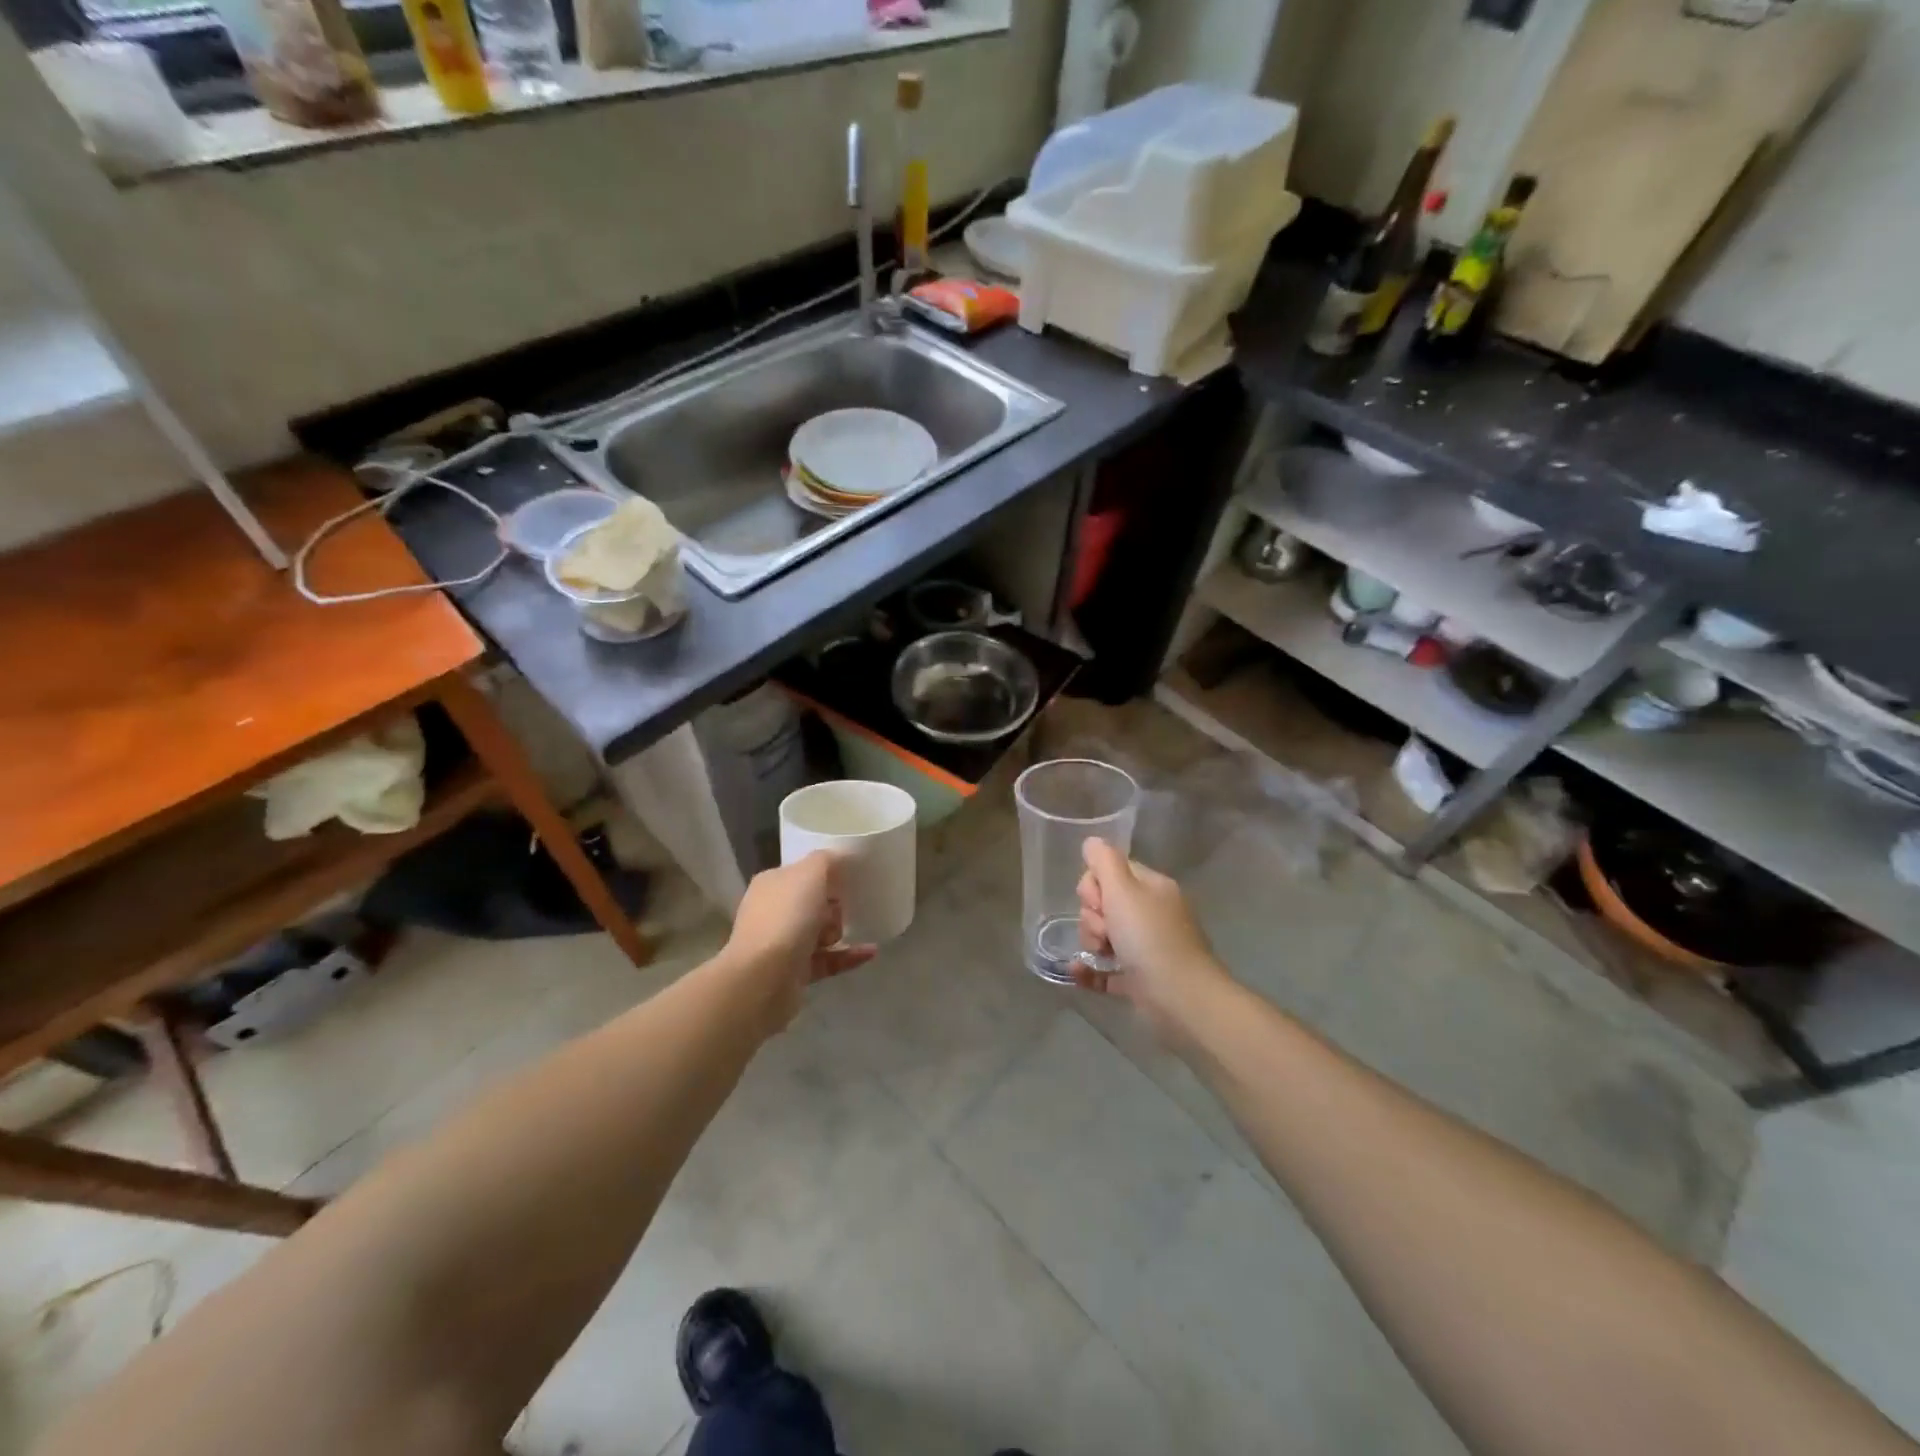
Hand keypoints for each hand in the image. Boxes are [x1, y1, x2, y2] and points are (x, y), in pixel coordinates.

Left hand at [723, 851, 876, 1031]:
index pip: (800, 873)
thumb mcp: (810, 873)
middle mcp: (773, 912)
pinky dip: (848, 956)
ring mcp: (781, 944)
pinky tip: (871, 952)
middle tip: (840, 909)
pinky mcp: (794, 973)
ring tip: (845, 932)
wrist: (765, 977)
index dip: (824, 874)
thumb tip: (836, 859)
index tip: (846, 879)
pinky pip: (828, 959)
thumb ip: (826, 860)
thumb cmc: (787, 917)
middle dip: (833, 906)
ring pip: (820, 932)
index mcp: (771, 884)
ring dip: (839, 930)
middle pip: (813, 903)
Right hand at [1073, 838, 1230, 1046]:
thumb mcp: (1123, 890)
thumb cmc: (1150, 938)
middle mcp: (1151, 914)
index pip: (1113, 871)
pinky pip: (1105, 969)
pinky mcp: (1139, 979)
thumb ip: (1104, 861)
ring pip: (1104, 935)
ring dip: (1092, 942)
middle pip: (1104, 903)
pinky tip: (1077, 972)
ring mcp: (1147, 948)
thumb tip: (1092, 842)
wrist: (1180, 998)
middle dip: (1093, 916)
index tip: (1099, 900)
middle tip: (1105, 930)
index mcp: (1152, 888)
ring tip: (1102, 954)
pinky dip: (1090, 971)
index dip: (1096, 884)